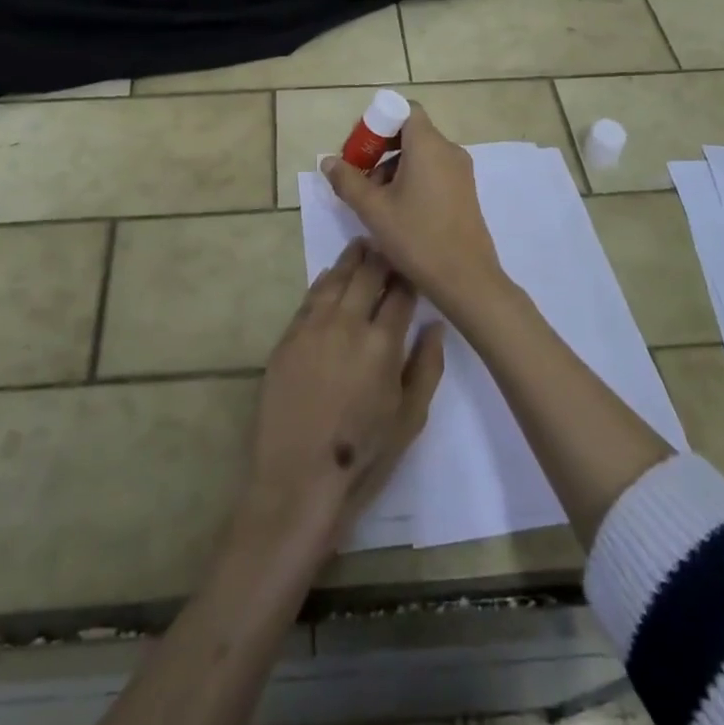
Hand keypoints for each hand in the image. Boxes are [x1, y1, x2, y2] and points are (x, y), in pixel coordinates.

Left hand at [241, 239, 443, 553]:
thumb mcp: (410, 419)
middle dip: (380, 257)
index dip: (408, 275)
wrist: (297, 481)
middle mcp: (347, 324)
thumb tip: (435, 325)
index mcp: (383, 343)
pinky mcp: (287, 338)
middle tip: (387, 243)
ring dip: (350, 261)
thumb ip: (427, 367)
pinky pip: (309, 298)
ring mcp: (313, 327)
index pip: (400, 293)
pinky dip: (324, 282)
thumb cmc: (363, 457)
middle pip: (366, 276)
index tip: (414, 263)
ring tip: (361, 247)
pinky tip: (330, 276)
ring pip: (335, 279)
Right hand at [318, 105, 505, 314]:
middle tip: (358, 175)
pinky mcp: (465, 191)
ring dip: (394, 167)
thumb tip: (328, 161)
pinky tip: (397, 211)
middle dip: (380, 149)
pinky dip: (412, 179)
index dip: (379, 122)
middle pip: (410, 132)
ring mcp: (461, 171)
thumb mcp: (373, 210)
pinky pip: (434, 171)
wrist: (466, 280)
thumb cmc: (417, 237)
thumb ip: (347, 180)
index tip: (359, 148)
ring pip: (421, 154)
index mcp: (428, 145)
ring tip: (374, 200)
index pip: (405, 110)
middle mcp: (449, 150)